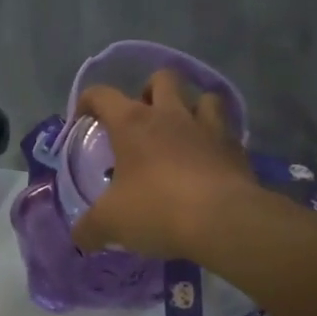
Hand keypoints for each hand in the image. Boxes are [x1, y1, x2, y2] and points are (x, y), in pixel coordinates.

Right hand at [70, 70, 259, 261]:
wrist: (223, 220)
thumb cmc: (156, 209)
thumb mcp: (110, 222)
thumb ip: (89, 228)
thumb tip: (80, 237)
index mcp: (132, 123)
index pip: (102, 95)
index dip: (87, 101)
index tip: (83, 119)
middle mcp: (170, 115)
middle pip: (162, 78)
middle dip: (149, 91)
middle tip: (142, 120)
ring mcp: (208, 127)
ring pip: (204, 97)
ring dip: (191, 108)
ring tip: (182, 132)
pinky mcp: (236, 148)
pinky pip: (227, 131)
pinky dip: (216, 139)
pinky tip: (208, 159)